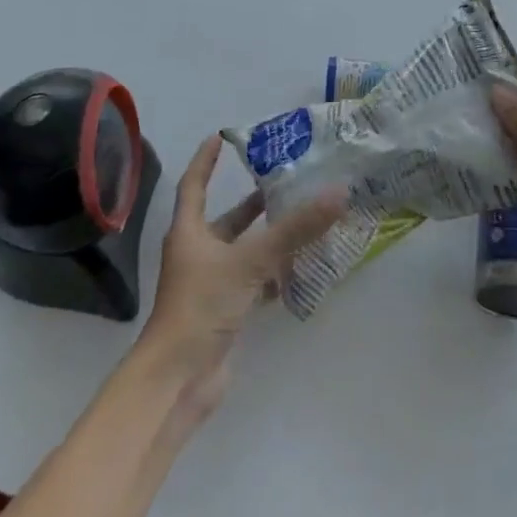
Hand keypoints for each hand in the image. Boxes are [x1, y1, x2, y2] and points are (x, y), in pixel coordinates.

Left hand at [140, 135, 345, 425]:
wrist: (178, 380)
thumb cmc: (202, 306)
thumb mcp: (251, 261)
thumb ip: (294, 230)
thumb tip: (338, 192)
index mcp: (190, 232)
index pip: (194, 184)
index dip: (206, 161)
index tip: (221, 137)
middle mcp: (197, 253)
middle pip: (225, 220)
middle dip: (252, 202)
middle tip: (285, 181)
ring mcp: (209, 285)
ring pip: (242, 251)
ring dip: (268, 238)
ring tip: (302, 220)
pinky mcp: (224, 312)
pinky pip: (252, 282)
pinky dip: (273, 274)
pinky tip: (299, 269)